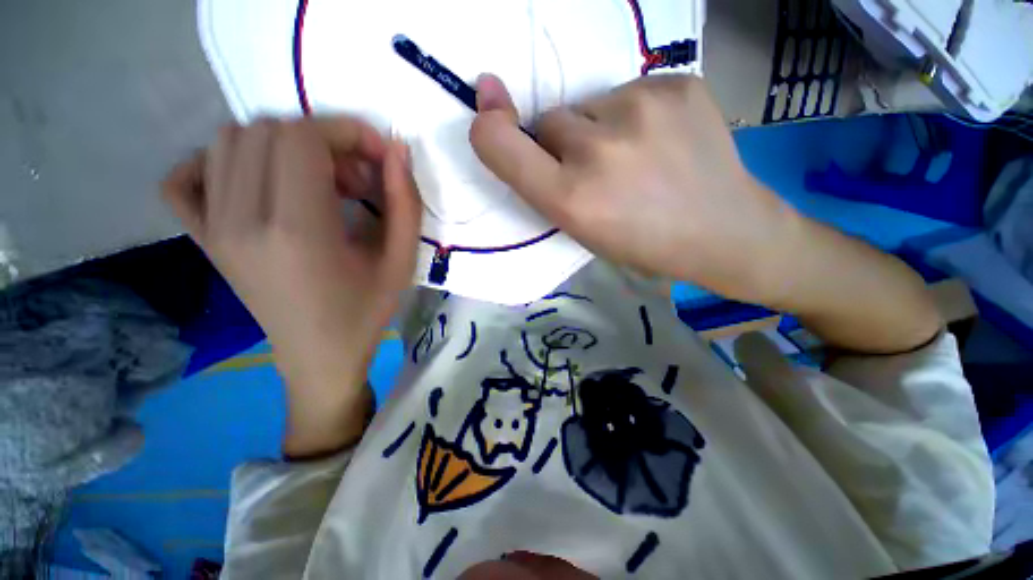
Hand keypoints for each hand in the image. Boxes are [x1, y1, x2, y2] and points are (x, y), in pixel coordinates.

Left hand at [162, 117, 421, 455]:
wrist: (319, 357)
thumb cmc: (367, 311)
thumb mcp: (402, 261)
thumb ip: (406, 205)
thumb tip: (396, 151)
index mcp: (297, 231)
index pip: (302, 137)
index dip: (345, 132)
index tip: (376, 156)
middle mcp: (241, 221)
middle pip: (268, 130)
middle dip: (322, 140)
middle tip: (354, 179)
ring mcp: (212, 228)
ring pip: (230, 141)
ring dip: (282, 147)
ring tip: (317, 183)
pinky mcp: (202, 239)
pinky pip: (187, 176)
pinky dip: (218, 162)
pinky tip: (256, 182)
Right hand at [470, 74, 940, 353]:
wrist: (721, 229)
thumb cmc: (640, 242)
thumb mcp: (581, 230)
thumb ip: (544, 185)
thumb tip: (508, 126)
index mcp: (572, 200)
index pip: (504, 146)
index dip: (491, 127)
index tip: (489, 111)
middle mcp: (598, 150)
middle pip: (550, 120)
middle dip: (563, 144)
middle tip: (599, 171)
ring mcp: (640, 108)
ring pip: (587, 105)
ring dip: (597, 128)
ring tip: (635, 157)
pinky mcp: (675, 83)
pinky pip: (627, 91)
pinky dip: (632, 114)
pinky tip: (660, 140)